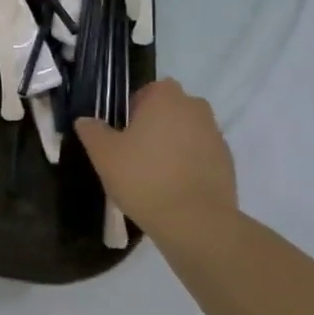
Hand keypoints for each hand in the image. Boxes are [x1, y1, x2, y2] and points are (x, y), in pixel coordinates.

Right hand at [73, 79, 237, 238]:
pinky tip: (174, 189)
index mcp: (166, 97)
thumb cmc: (143, 178)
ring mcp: (215, 135)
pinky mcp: (227, 163)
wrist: (195, 222)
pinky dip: (189, 165)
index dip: (132, 110)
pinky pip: (201, 156)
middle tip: (135, 154)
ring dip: (173, 145)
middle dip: (154, 126)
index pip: (147, 91)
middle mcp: (195, 108)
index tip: (122, 134)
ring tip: (154, 175)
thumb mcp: (104, 154)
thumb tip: (85, 120)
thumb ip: (92, 131)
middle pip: (169, 111)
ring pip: (186, 133)